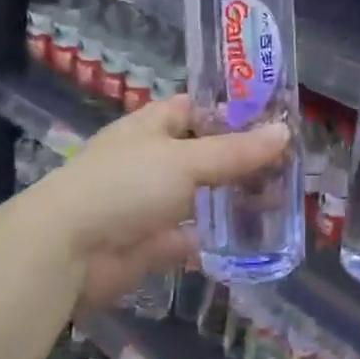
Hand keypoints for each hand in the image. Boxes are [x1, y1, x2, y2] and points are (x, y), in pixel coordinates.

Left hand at [23, 95, 289, 308]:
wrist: (68, 251)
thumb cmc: (126, 185)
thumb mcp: (186, 161)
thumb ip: (236, 152)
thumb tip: (285, 131)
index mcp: (152, 126)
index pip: (197, 108)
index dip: (233, 110)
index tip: (274, 117)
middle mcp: (152, 160)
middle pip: (205, 154)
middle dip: (242, 159)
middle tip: (291, 164)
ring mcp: (151, 202)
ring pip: (202, 196)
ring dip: (234, 199)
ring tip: (284, 198)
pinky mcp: (152, 243)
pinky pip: (192, 236)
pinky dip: (217, 238)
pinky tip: (255, 239)